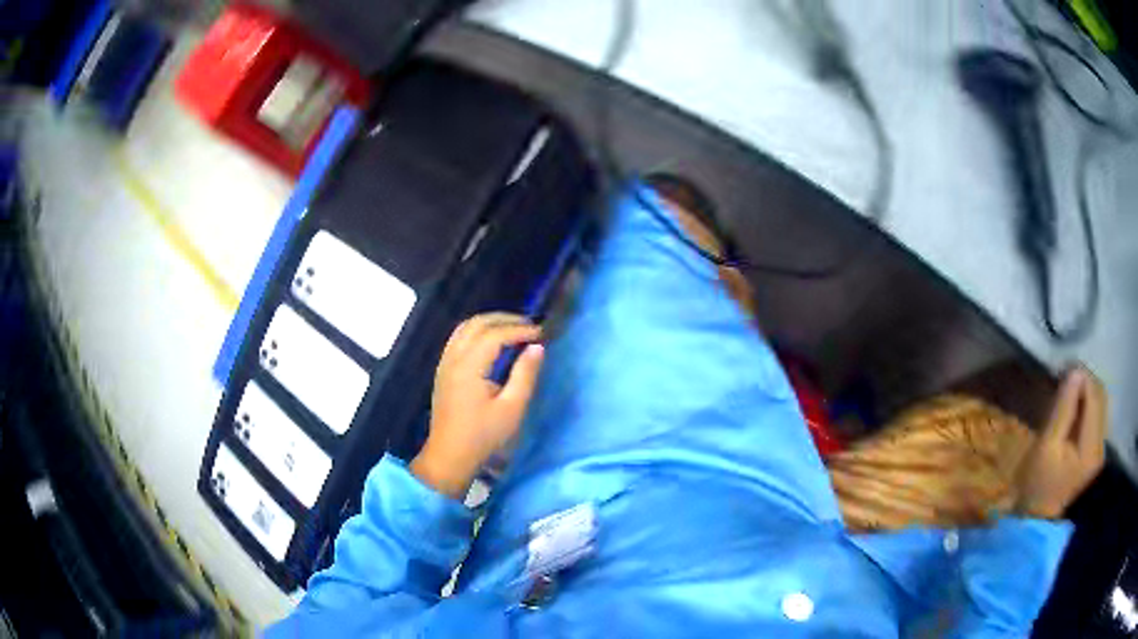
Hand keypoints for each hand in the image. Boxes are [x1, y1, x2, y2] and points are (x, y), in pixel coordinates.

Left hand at [411, 313, 544, 498]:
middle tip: (530, 326)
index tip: (541, 334)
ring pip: (465, 327)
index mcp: (468, 367)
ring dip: (490, 322)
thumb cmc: (483, 436)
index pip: (495, 335)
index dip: (519, 330)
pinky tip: (491, 341)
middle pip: (478, 324)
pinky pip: (458, 337)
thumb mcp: (511, 409)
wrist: (450, 455)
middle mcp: (453, 358)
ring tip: (513, 329)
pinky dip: (477, 331)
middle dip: (505, 320)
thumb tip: (537, 347)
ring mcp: (445, 362)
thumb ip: (525, 375)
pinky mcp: (443, 370)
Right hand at [1014, 365, 1107, 518]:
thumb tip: (1075, 372)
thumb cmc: (1037, 489)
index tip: (1063, 369)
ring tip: (1067, 393)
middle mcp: (1100, 446)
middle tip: (1064, 378)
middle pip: (1100, 398)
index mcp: (1091, 447)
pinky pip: (1095, 420)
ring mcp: (1098, 453)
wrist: (1036, 527)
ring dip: (1085, 394)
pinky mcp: (1093, 457)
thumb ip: (1063, 409)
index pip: (1094, 395)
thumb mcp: (1045, 448)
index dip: (1081, 376)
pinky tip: (1072, 412)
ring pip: (1099, 407)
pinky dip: (1085, 408)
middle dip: (1084, 382)